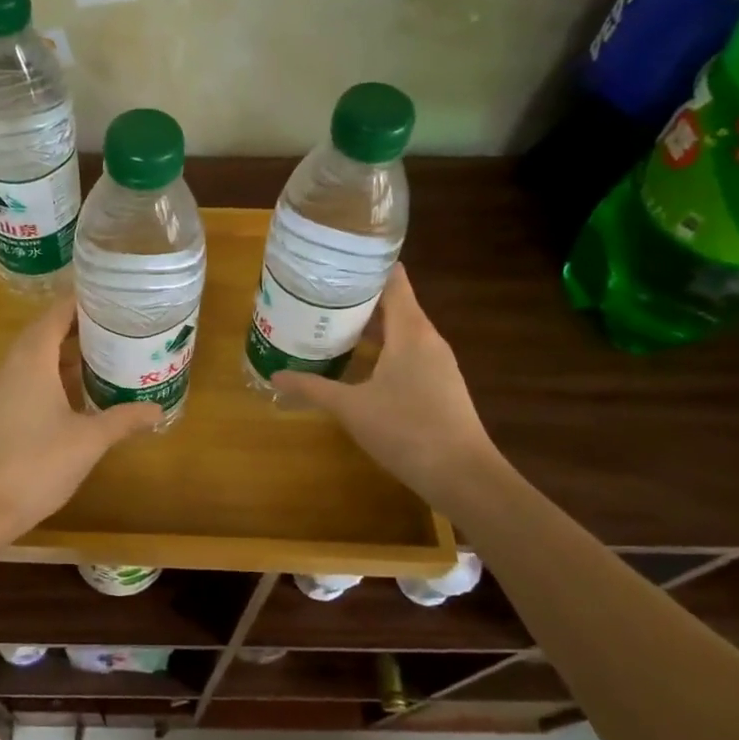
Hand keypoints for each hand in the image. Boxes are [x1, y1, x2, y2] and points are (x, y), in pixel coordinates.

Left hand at [0, 292, 163, 536]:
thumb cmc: (39, 463)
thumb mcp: (90, 439)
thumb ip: (124, 419)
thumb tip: (158, 409)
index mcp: (33, 358)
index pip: (58, 312)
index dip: (85, 299)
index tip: (116, 295)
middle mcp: (15, 363)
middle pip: (48, 328)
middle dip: (83, 323)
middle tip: (121, 321)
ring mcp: (6, 386)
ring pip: (39, 353)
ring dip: (70, 348)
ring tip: (109, 347)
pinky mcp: (4, 407)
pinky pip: (33, 373)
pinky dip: (58, 370)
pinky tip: (83, 386)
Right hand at [272, 265, 498, 507]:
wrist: (463, 476)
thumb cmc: (406, 430)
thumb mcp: (351, 408)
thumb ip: (312, 388)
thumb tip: (275, 375)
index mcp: (411, 330)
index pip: (393, 279)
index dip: (365, 266)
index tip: (332, 262)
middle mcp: (427, 338)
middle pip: (393, 303)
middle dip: (356, 298)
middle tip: (316, 295)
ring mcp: (437, 362)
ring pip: (399, 330)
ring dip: (367, 326)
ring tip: (328, 324)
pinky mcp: (439, 384)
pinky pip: (406, 352)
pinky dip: (381, 349)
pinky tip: (356, 363)